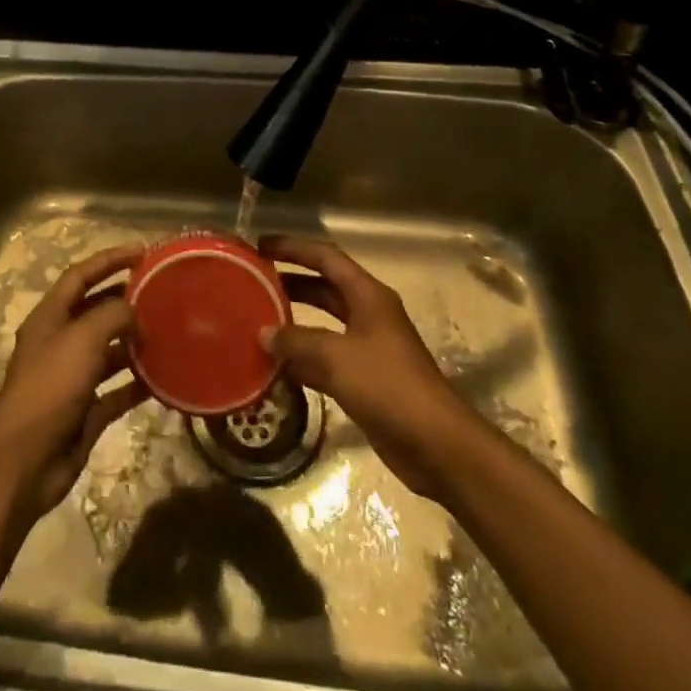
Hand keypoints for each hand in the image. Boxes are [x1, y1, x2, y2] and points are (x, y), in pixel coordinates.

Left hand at [0, 246, 149, 521]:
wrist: (26, 460)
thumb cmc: (50, 387)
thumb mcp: (82, 339)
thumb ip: (112, 315)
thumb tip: (134, 310)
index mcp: (50, 318)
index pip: (81, 276)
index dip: (110, 260)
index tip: (143, 252)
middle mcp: (60, 343)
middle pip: (96, 311)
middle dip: (126, 301)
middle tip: (163, 293)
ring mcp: (72, 379)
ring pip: (109, 351)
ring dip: (135, 342)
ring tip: (169, 333)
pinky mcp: (86, 411)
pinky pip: (117, 390)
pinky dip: (138, 384)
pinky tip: (164, 379)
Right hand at [265, 237, 470, 500]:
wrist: (436, 445)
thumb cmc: (388, 386)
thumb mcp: (336, 357)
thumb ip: (297, 341)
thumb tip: (263, 333)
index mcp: (368, 296)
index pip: (326, 258)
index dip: (294, 247)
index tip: (261, 245)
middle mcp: (369, 315)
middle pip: (324, 288)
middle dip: (290, 282)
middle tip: (253, 281)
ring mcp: (368, 348)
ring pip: (323, 324)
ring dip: (293, 322)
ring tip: (257, 320)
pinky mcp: (365, 380)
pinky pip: (326, 359)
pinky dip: (302, 358)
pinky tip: (274, 365)